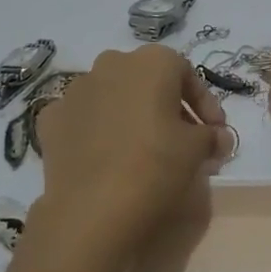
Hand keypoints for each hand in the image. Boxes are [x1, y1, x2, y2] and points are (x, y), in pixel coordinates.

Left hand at [34, 46, 231, 262]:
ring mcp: (75, 90)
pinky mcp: (51, 119)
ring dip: (131, 116)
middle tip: (182, 140)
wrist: (91, 210)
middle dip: (167, 107)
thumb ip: (212, 136)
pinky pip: (83, 119)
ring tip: (142, 151)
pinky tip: (106, 158)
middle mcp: (111, 63)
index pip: (186, 73)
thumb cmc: (155, 166)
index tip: (215, 133)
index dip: (205, 104)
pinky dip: (97, 131)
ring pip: (112, 97)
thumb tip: (219, 138)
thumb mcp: (197, 150)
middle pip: (147, 81)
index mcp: (151, 62)